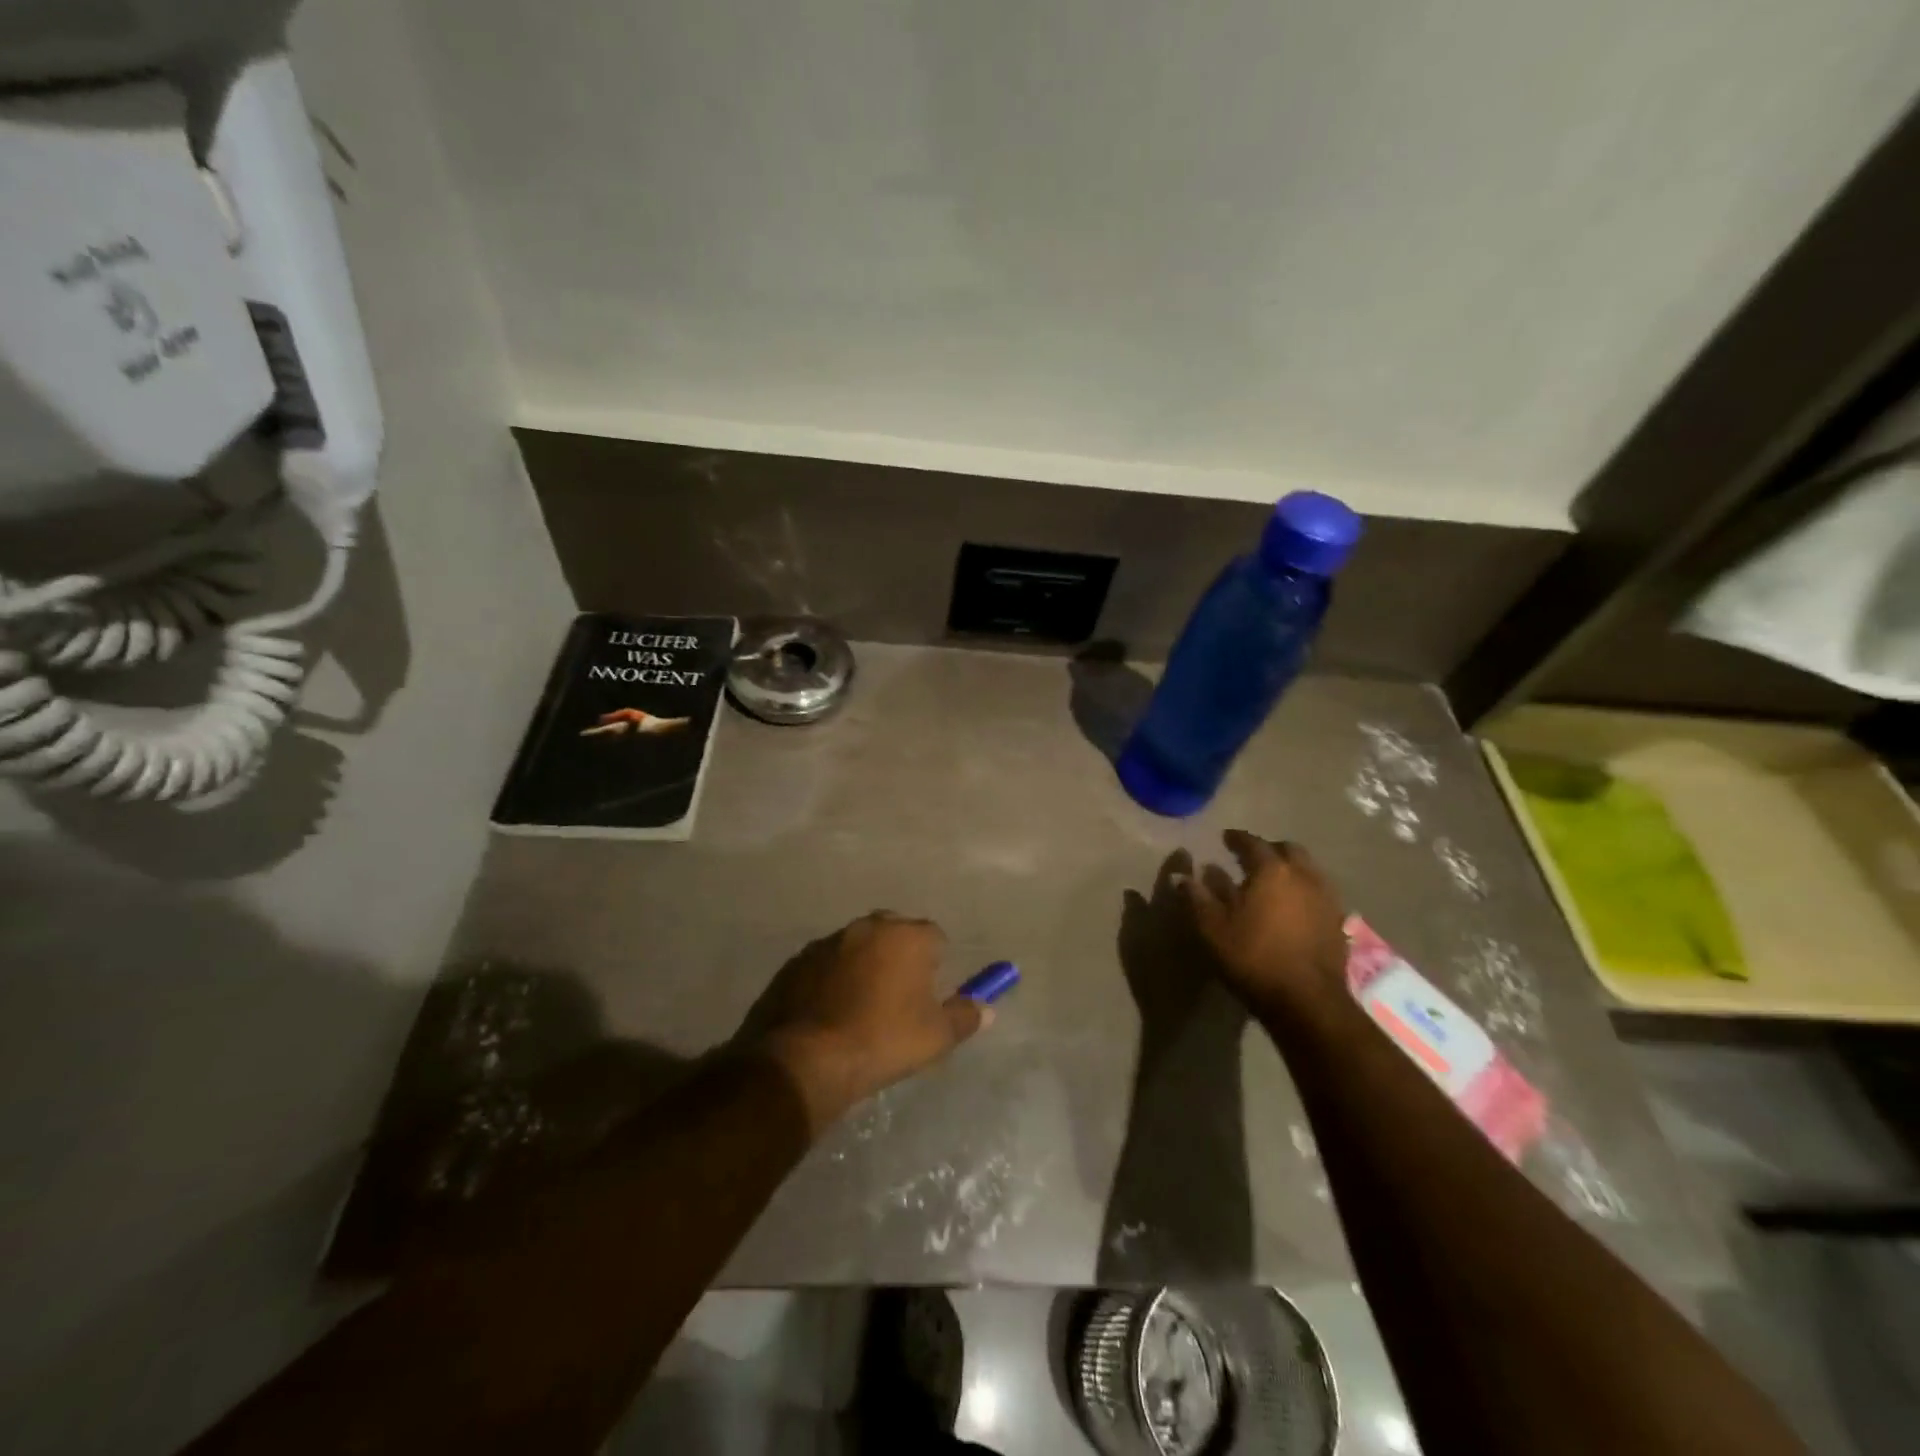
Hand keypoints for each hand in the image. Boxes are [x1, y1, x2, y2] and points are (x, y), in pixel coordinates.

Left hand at [749, 914, 988, 1132]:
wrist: (806, 1060)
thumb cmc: (882, 1041)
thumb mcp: (936, 1036)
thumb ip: (965, 1016)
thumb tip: (987, 1008)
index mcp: (906, 936)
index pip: (934, 936)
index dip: (936, 962)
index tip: (930, 992)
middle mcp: (867, 927)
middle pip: (893, 932)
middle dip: (899, 955)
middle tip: (898, 997)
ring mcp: (827, 942)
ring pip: (856, 946)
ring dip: (863, 965)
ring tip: (861, 1007)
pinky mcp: (796, 962)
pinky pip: (825, 964)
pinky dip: (831, 979)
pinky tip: (829, 1012)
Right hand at [1184, 832, 1348, 1021]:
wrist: (1307, 1001)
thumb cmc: (1253, 957)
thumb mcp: (1212, 928)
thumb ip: (1196, 897)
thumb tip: (1180, 875)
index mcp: (1271, 870)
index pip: (1253, 843)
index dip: (1237, 838)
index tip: (1225, 838)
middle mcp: (1303, 876)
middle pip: (1288, 850)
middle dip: (1269, 848)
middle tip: (1252, 856)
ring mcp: (1326, 898)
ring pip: (1309, 869)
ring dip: (1290, 868)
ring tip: (1273, 881)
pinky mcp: (1338, 922)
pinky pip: (1320, 893)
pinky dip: (1304, 890)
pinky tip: (1294, 906)